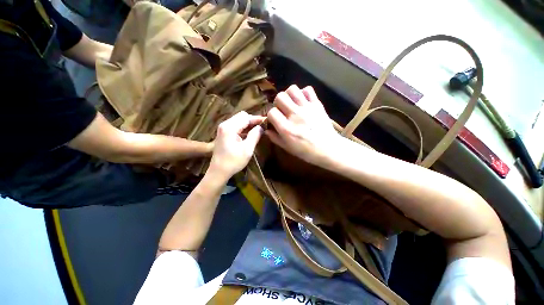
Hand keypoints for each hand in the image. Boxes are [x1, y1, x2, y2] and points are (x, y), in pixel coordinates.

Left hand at [209, 111, 264, 179]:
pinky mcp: (223, 133)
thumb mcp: (247, 149)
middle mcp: (225, 125)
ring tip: (258, 129)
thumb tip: (261, 127)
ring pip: (238, 120)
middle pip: (241, 116)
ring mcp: (223, 129)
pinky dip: (243, 128)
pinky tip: (250, 133)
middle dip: (253, 120)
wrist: (218, 171)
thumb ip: (255, 136)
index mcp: (229, 127)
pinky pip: (235, 126)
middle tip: (263, 126)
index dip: (257, 119)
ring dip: (248, 124)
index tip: (267, 121)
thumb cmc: (233, 162)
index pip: (246, 117)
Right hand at [266, 85, 344, 164]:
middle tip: (282, 109)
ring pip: (293, 89)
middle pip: (280, 97)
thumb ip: (275, 138)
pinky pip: (308, 90)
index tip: (275, 119)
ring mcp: (307, 108)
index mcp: (286, 128)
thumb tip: (266, 129)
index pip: (272, 112)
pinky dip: (304, 93)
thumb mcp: (287, 148)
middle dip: (278, 102)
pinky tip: (303, 101)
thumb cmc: (306, 151)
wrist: (328, 149)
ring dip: (289, 95)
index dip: (271, 115)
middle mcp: (295, 115)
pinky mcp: (317, 104)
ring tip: (292, 103)